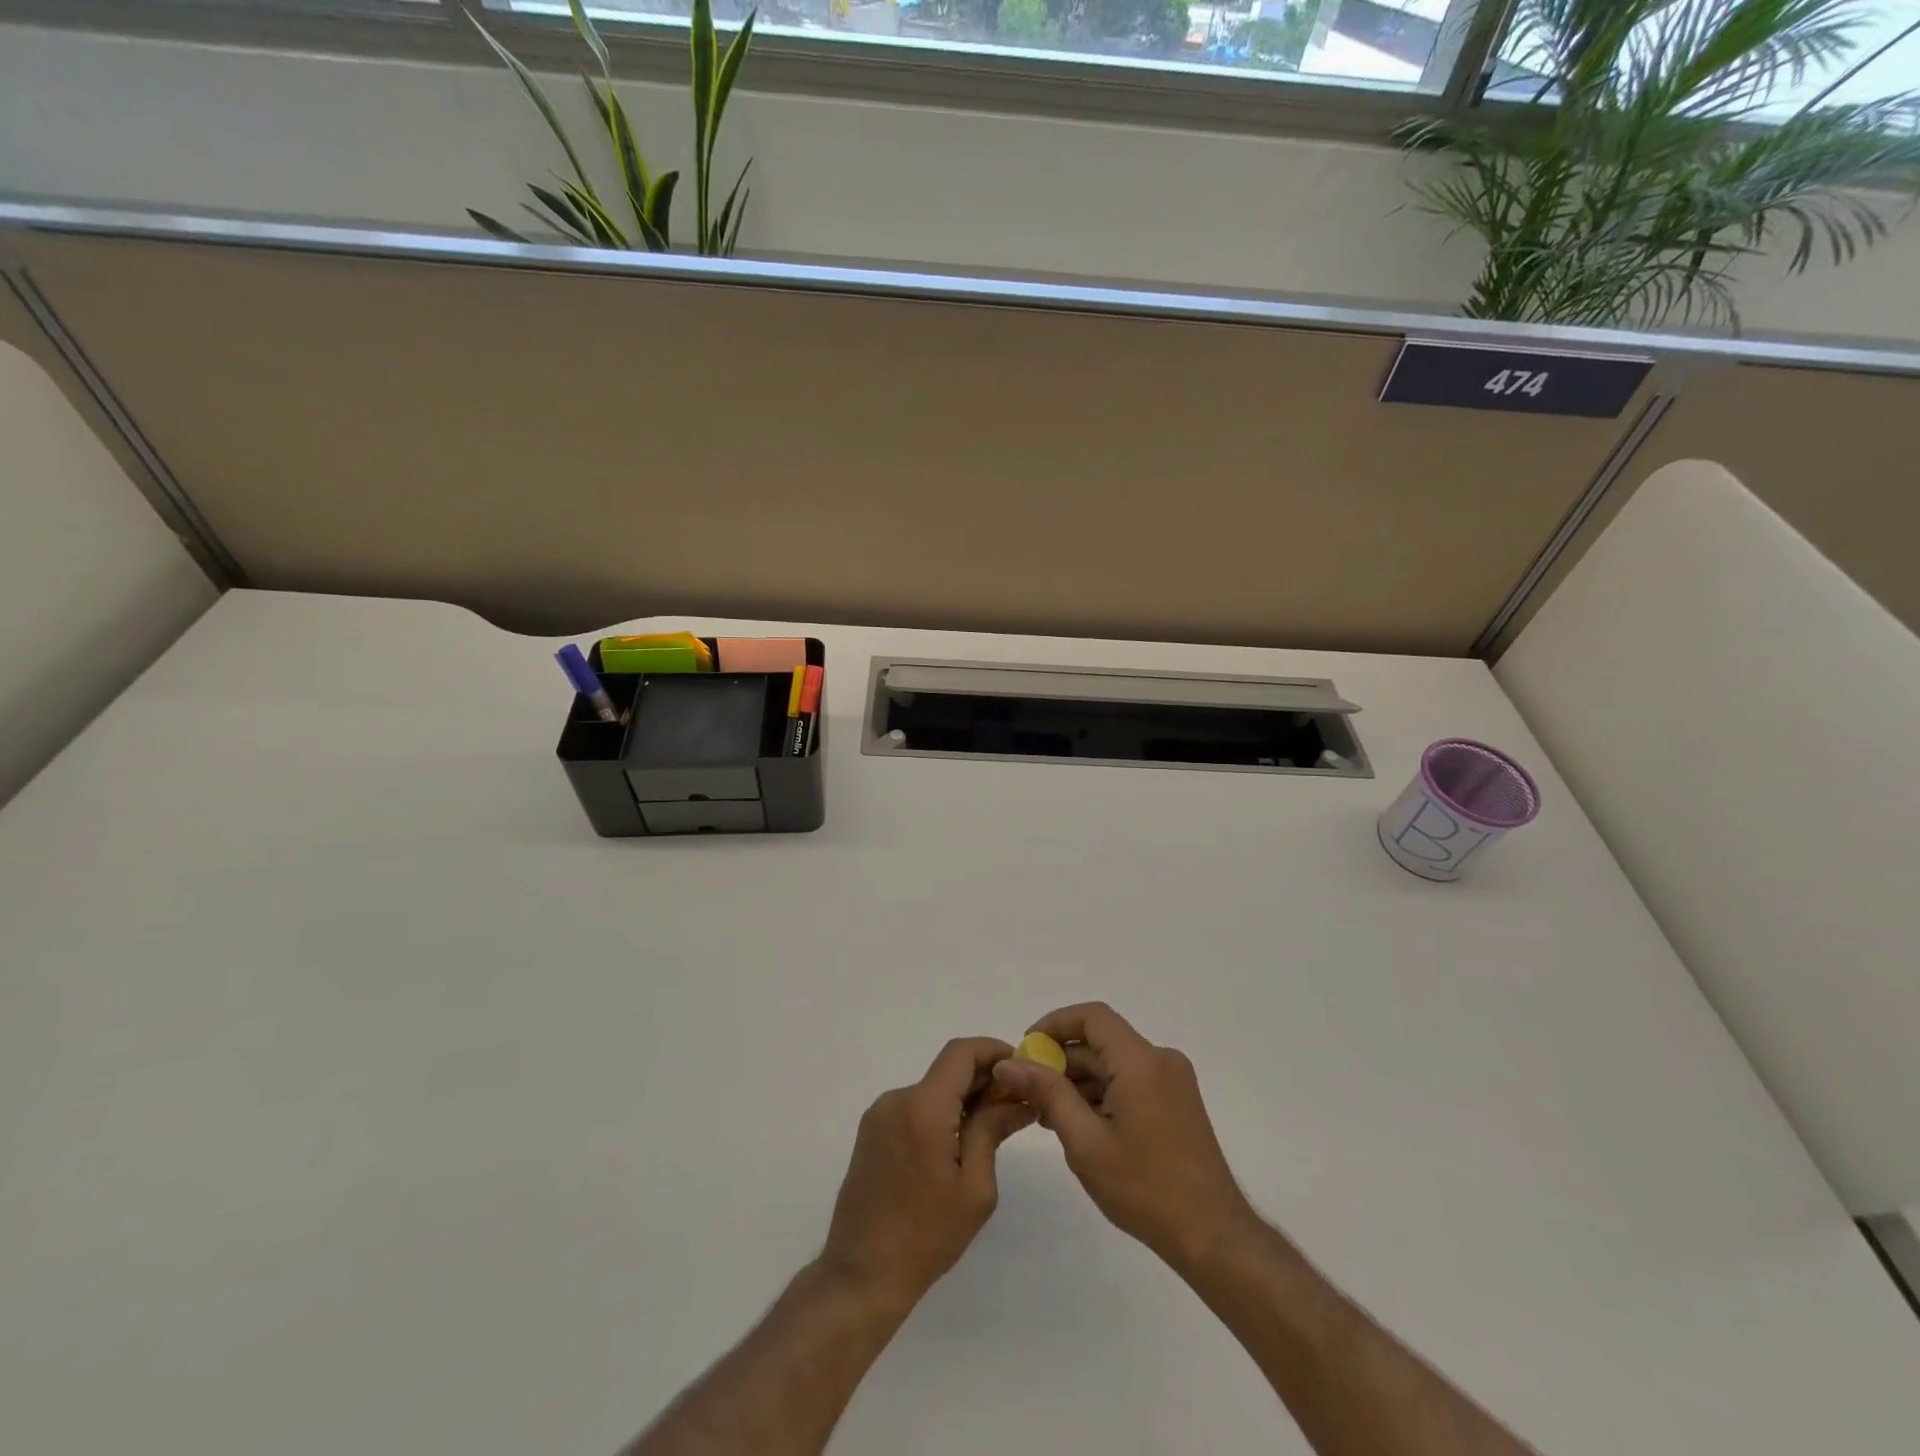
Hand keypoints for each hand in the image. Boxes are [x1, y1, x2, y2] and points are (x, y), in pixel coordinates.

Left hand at [819, 1037, 1035, 1315]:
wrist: (862, 1275)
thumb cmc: (926, 1236)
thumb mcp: (975, 1188)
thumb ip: (992, 1131)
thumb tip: (1018, 1100)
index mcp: (923, 1107)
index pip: (961, 1052)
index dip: (994, 1050)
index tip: (1021, 1067)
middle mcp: (897, 1099)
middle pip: (947, 1070)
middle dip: (984, 1079)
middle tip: (1016, 1103)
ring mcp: (880, 1114)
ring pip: (931, 1089)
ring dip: (962, 1098)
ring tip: (992, 1127)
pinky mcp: (872, 1132)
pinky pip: (914, 1107)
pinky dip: (940, 1113)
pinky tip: (958, 1143)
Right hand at [991, 1003, 1255, 1269]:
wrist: (1212, 1236)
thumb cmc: (1145, 1188)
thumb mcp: (1085, 1142)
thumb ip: (1047, 1094)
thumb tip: (1009, 1065)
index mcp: (1140, 1061)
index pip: (1092, 1016)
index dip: (1054, 1024)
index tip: (1026, 1051)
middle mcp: (1160, 1059)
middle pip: (1101, 1041)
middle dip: (1061, 1061)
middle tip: (1028, 1092)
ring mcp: (1172, 1080)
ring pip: (1114, 1063)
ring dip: (1079, 1081)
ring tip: (1048, 1116)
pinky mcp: (1176, 1101)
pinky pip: (1130, 1080)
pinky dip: (1102, 1093)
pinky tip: (1080, 1125)